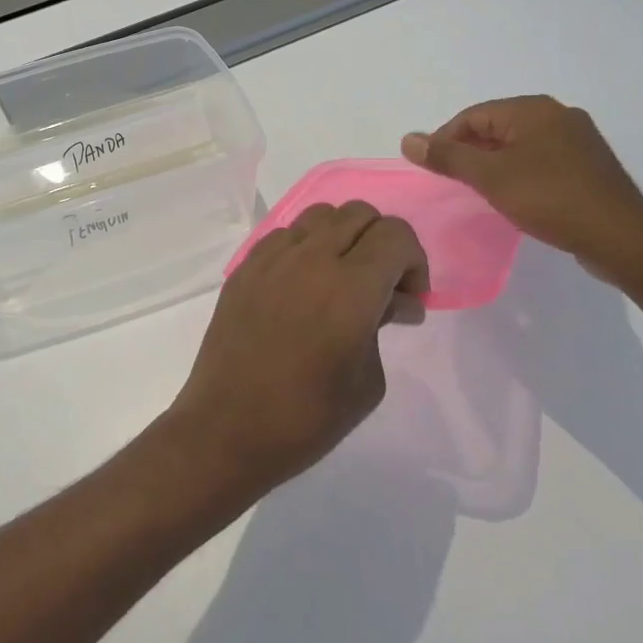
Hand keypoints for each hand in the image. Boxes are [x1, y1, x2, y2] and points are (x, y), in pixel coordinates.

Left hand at [169, 203, 428, 498]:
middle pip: (360, 213)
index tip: (408, 300)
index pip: (395, 234)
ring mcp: (271, 258)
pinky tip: (302, 287)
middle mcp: (310, 258)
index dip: (414, 262)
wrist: (227, 428)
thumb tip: (393, 301)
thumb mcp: (368, 380)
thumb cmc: (307, 418)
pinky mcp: (244, 267)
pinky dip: (306, 248)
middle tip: (381, 288)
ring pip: (320, 215)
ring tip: (341, 281)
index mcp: (350, 286)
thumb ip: (383, 324)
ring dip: (343, 237)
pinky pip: (285, 235)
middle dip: (382, 244)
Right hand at [401, 95, 642, 283]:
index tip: (431, 168)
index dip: (445, 139)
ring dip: (494, 164)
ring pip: (519, 145)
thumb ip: (447, 156)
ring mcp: (578, 140)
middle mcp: (557, 115)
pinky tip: (514, 197)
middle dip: (469, 151)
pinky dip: (519, 173)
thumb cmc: (549, 198)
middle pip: (496, 127)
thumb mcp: (489, 177)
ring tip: (479, 191)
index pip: (473, 116)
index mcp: (533, 109)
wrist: (621, 238)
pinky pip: (541, 160)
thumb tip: (407, 139)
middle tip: (452, 181)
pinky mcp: (589, 166)